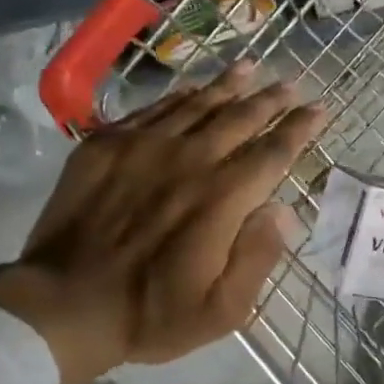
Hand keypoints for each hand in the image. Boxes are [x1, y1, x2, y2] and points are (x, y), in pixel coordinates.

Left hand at [0, 63, 326, 383]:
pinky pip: (152, 109)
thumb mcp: (223, 309)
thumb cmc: (151, 314)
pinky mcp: (105, 145)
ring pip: (197, 104)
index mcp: (222, 198)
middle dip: (269, 99)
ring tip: (250, 68)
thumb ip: (258, 256)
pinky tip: (191, 88)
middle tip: (290, 84)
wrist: (64, 304)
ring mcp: (142, 146)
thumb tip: (283, 210)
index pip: (272, 152)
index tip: (319, 108)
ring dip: (228, 85)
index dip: (299, 128)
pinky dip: (179, 96)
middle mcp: (188, 159)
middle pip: (238, 117)